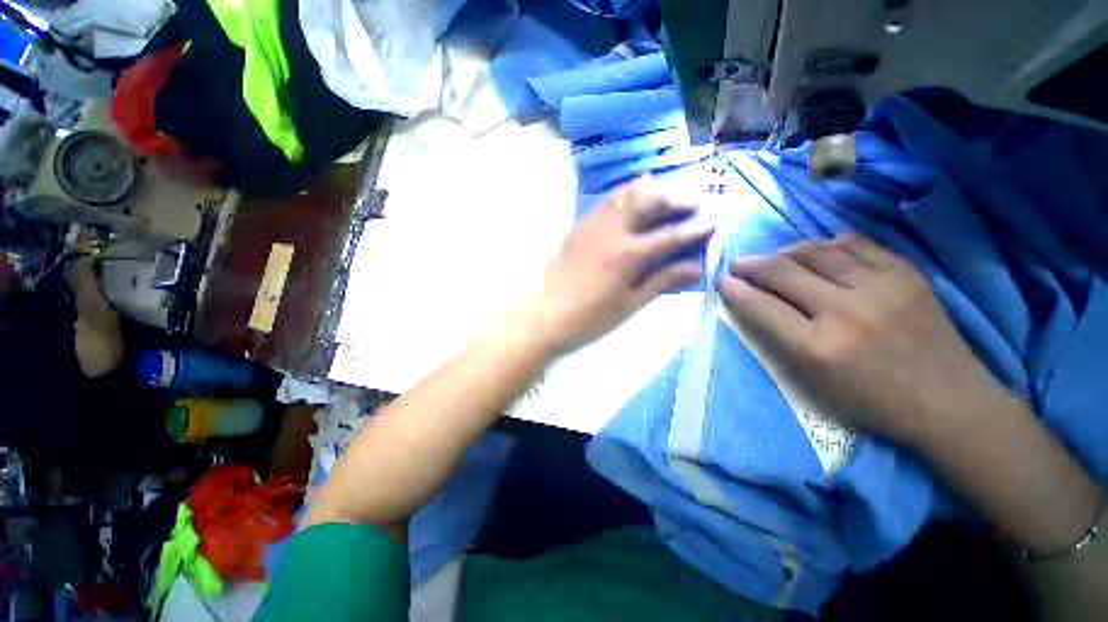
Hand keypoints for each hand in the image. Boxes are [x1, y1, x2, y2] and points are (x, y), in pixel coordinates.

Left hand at [527, 178, 713, 352]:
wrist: (548, 314)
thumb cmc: (591, 317)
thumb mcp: (630, 304)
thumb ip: (662, 281)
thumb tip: (696, 267)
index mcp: (627, 255)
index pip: (670, 235)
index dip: (696, 227)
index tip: (715, 218)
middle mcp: (612, 231)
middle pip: (650, 202)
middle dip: (678, 198)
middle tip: (697, 201)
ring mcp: (593, 224)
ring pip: (628, 193)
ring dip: (654, 190)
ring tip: (671, 194)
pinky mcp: (580, 225)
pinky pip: (608, 200)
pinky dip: (628, 193)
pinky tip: (637, 195)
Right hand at [716, 235, 1009, 444]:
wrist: (947, 401)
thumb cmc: (870, 401)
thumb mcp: (813, 383)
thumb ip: (778, 339)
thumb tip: (753, 303)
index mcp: (818, 348)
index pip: (761, 306)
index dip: (735, 290)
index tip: (722, 282)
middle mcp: (846, 311)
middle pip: (783, 272)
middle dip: (751, 264)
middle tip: (738, 264)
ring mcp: (881, 287)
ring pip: (816, 251)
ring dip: (785, 252)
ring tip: (775, 259)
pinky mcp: (905, 273)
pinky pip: (854, 244)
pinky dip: (826, 246)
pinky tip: (817, 254)